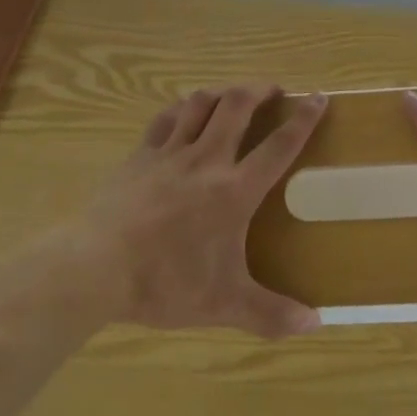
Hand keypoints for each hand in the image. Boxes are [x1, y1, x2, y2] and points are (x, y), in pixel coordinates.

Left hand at [76, 84, 328, 337]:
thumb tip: (316, 325)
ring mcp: (170, 153)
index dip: (303, 120)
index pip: (278, 146)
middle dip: (260, 90)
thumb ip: (271, 314)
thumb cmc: (166, 283)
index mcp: (234, 191)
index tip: (319, 97)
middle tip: (273, 90)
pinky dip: (181, 108)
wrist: (97, 267)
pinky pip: (165, 118)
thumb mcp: (224, 305)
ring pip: (200, 103)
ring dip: (222, 92)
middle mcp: (207, 160)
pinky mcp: (140, 155)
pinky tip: (185, 111)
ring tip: (232, 95)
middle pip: (237, 106)